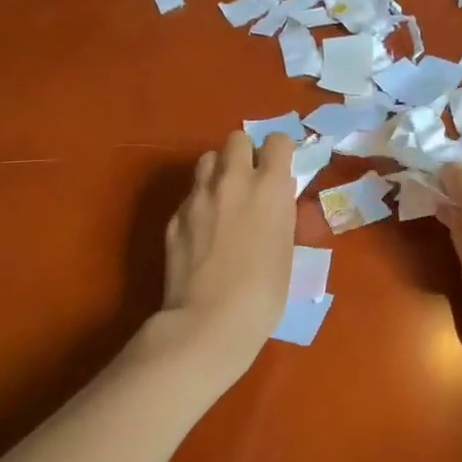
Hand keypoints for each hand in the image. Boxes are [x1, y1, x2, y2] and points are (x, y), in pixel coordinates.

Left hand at [159, 131, 296, 377]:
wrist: (209, 322)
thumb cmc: (264, 292)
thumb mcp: (286, 247)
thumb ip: (281, 212)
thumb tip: (278, 194)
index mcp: (268, 186)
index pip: (276, 141)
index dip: (280, 151)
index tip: (281, 168)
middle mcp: (232, 181)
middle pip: (236, 139)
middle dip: (245, 152)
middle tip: (251, 180)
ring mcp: (198, 197)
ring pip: (207, 160)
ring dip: (219, 170)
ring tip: (225, 198)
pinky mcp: (174, 217)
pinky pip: (190, 195)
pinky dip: (200, 203)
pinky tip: (204, 232)